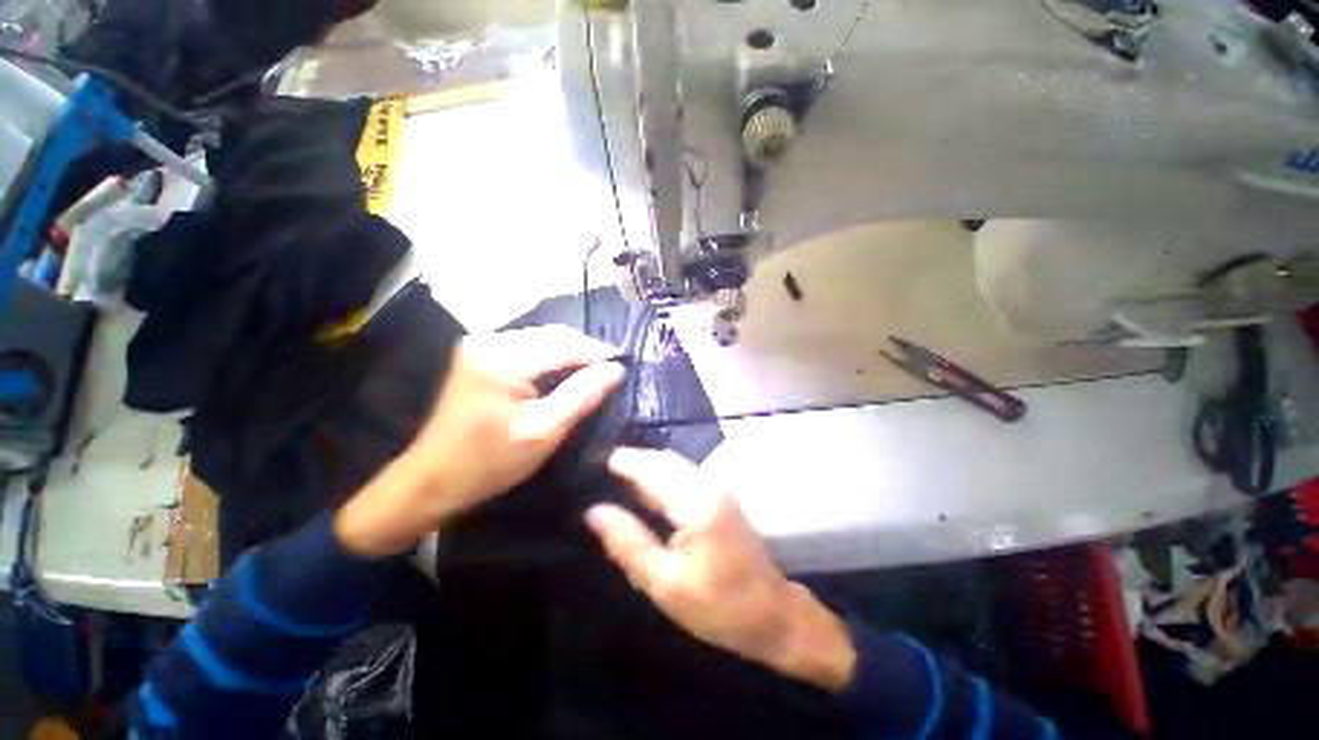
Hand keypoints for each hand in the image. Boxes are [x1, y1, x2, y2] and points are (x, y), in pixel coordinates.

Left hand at [336, 325, 624, 557]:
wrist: (431, 480)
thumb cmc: (489, 463)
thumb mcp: (544, 432)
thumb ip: (582, 395)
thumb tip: (616, 369)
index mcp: (504, 359)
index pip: (566, 345)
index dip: (600, 353)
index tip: (625, 366)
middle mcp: (491, 340)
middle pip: (554, 335)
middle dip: (586, 351)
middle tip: (611, 372)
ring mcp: (482, 344)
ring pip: (543, 339)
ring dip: (570, 354)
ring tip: (593, 373)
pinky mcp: (480, 354)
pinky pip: (528, 347)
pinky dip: (551, 358)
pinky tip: (564, 374)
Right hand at [586, 448, 857, 692]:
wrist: (772, 613)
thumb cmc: (719, 606)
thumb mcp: (665, 584)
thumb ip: (628, 543)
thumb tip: (594, 511)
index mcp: (695, 502)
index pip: (651, 468)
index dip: (622, 461)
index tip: (592, 462)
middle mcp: (708, 483)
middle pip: (662, 459)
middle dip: (631, 460)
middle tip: (597, 471)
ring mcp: (717, 486)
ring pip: (673, 464)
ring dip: (645, 467)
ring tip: (613, 478)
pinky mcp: (719, 495)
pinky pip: (682, 474)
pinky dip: (659, 476)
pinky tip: (642, 491)